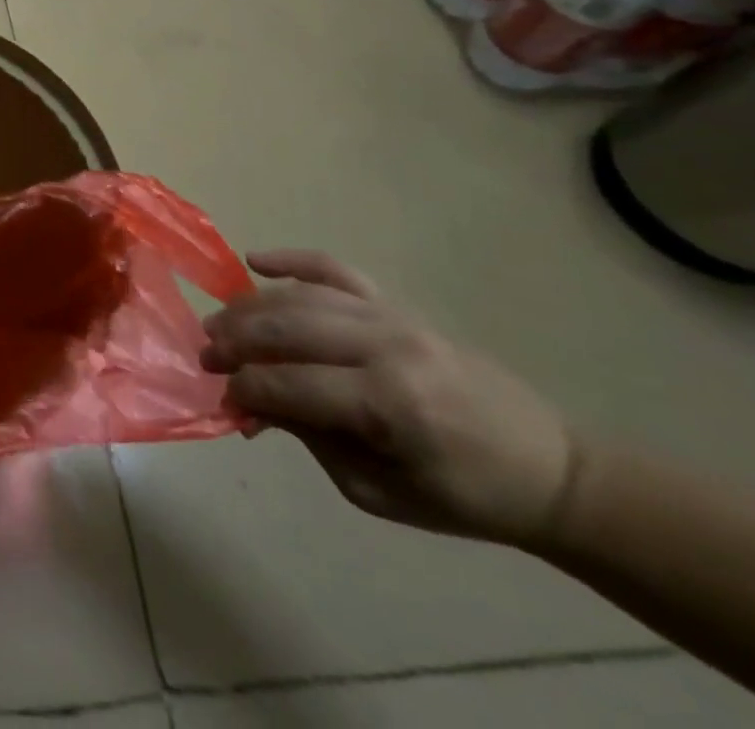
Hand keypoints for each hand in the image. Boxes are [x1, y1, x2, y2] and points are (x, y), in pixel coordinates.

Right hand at [202, 251, 576, 546]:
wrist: (547, 468)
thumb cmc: (461, 495)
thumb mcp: (377, 489)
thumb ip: (310, 437)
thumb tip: (251, 403)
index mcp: (388, 403)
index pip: (289, 384)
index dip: (247, 390)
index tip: (224, 400)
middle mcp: (385, 347)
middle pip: (285, 328)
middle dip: (235, 340)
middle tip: (207, 356)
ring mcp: (391, 317)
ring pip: (300, 297)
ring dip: (250, 306)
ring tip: (220, 323)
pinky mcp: (397, 305)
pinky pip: (335, 269)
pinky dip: (292, 260)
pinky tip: (254, 260)